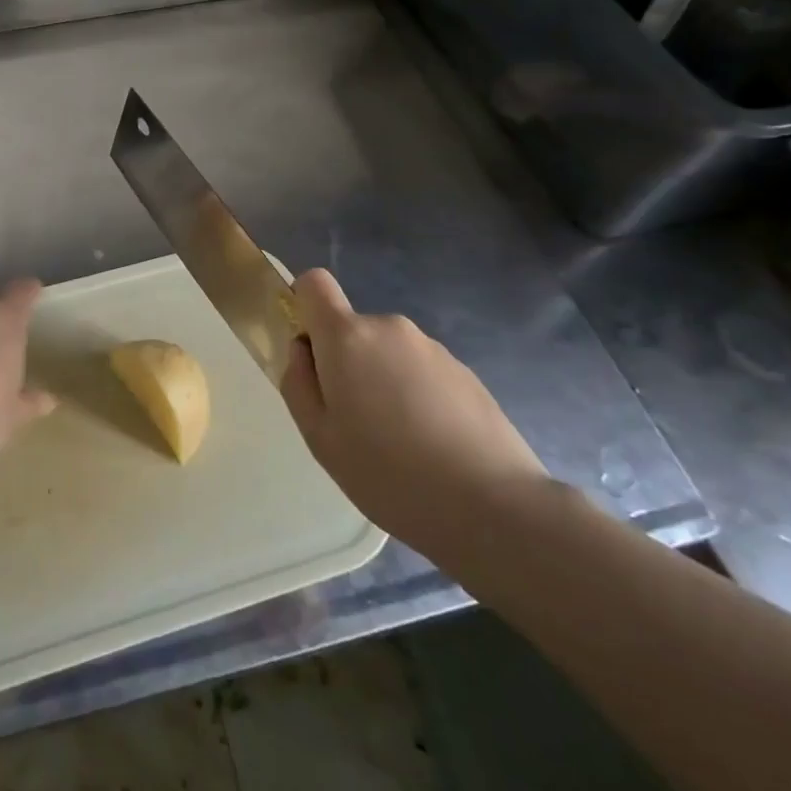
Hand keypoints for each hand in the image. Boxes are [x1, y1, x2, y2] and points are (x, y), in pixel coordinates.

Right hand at [280, 268, 547, 563]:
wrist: (492, 506)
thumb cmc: (387, 472)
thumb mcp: (319, 437)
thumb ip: (298, 383)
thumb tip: (303, 351)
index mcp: (347, 337)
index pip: (314, 284)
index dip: (303, 306)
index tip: (309, 351)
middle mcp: (390, 328)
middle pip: (352, 330)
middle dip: (346, 364)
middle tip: (355, 423)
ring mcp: (433, 348)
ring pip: (388, 354)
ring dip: (383, 382)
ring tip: (399, 443)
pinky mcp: (466, 372)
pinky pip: (422, 372)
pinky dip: (417, 396)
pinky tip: (432, 446)